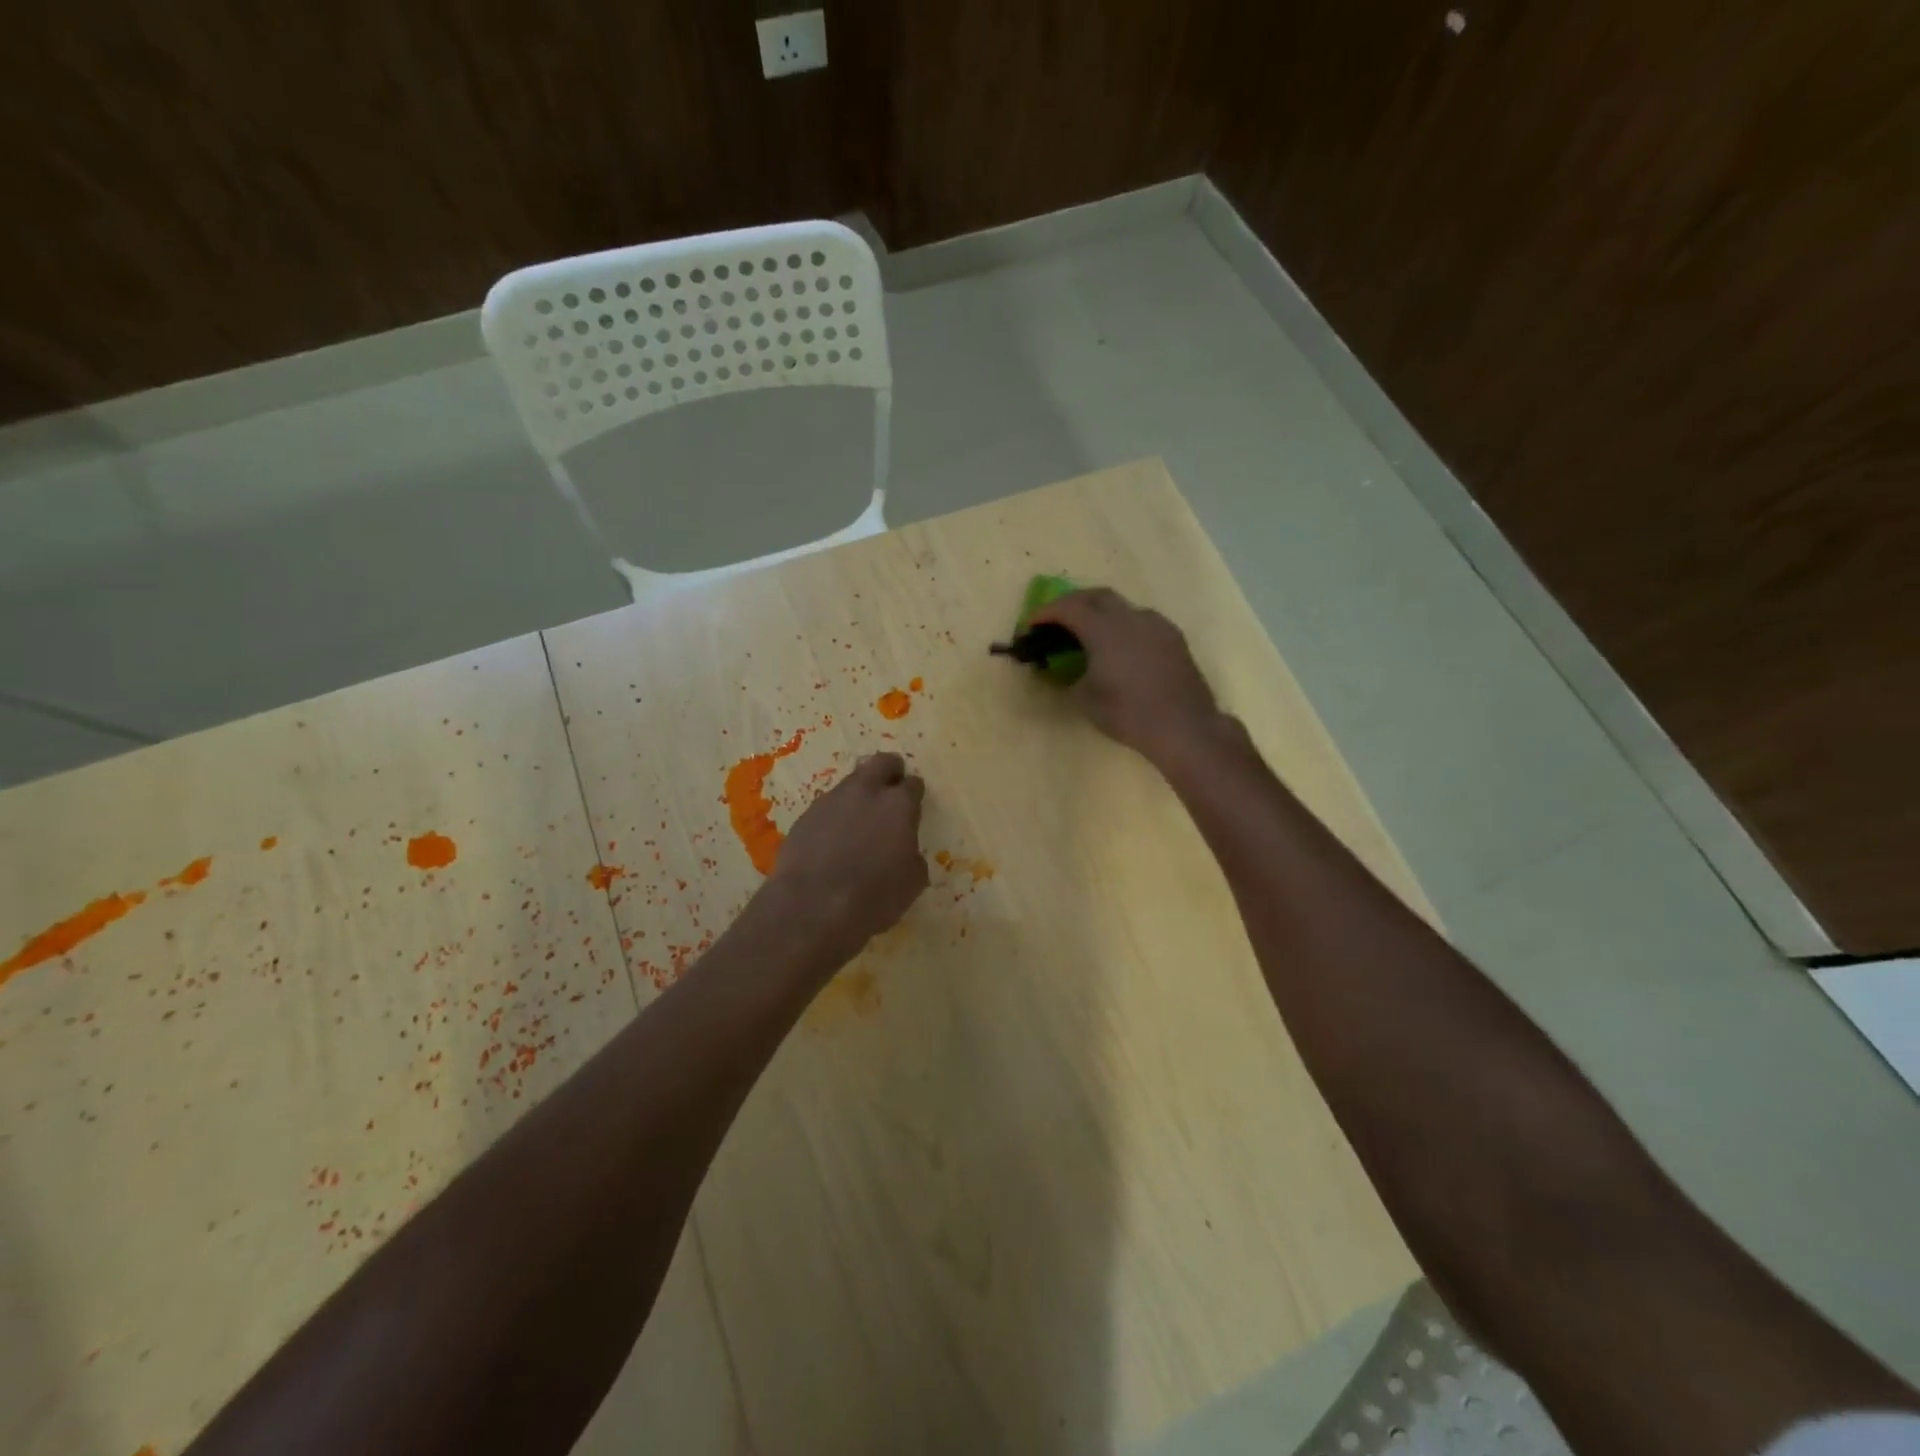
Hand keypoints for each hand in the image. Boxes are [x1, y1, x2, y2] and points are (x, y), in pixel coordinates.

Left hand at [768, 752, 929, 962]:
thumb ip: (912, 856)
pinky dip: (834, 817)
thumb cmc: (874, 897)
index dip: (914, 793)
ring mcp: (831, 801)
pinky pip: (826, 808)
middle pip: (881, 763)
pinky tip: (833, 840)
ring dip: (859, 795)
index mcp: (898, 805)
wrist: (812, 908)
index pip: (913, 784)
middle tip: (891, 786)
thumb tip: (905, 851)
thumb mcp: (912, 882)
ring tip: (859, 820)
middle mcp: (865, 792)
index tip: (914, 803)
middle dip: (889, 770)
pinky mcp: (805, 816)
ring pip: (850, 783)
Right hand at [1033, 588, 1223, 761]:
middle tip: (1056, 620)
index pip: (1069, 608)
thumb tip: (1064, 671)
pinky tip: (1119, 646)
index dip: (1046, 613)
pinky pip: (1140, 620)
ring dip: (1099, 612)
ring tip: (1087, 632)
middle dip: (1072, 603)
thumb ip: (1069, 678)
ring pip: (1121, 606)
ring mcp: (1156, 624)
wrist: (1184, 727)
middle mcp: (1131, 617)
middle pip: (1096, 596)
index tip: (1031, 625)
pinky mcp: (1173, 637)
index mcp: (1105, 629)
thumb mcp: (1086, 700)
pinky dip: (1121, 625)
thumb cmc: (1129, 714)